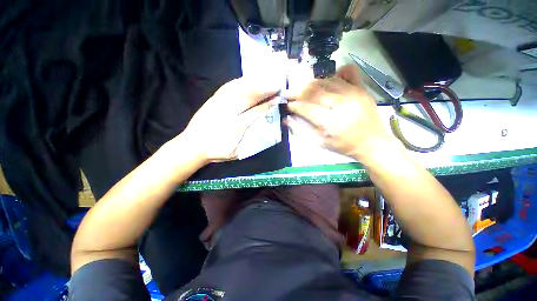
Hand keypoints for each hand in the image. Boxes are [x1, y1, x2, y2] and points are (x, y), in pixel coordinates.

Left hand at [181, 76, 279, 162]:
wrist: (193, 146)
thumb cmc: (218, 150)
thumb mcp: (237, 149)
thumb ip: (250, 136)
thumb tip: (263, 124)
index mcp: (236, 124)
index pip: (257, 111)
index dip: (268, 104)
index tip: (279, 97)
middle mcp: (229, 110)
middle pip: (249, 96)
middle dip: (264, 89)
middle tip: (275, 84)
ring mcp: (219, 103)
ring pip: (239, 89)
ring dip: (253, 82)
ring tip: (265, 79)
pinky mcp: (213, 100)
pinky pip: (227, 87)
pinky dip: (238, 82)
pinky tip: (245, 80)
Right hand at [286, 65, 397, 159]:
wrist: (373, 142)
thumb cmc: (344, 145)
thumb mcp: (320, 143)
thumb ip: (302, 131)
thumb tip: (287, 119)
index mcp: (332, 122)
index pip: (307, 108)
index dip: (294, 105)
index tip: (287, 104)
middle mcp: (343, 104)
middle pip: (315, 91)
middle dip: (298, 92)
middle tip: (289, 94)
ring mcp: (354, 93)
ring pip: (327, 80)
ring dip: (311, 84)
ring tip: (303, 89)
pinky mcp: (362, 88)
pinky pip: (349, 71)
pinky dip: (336, 73)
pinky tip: (328, 80)